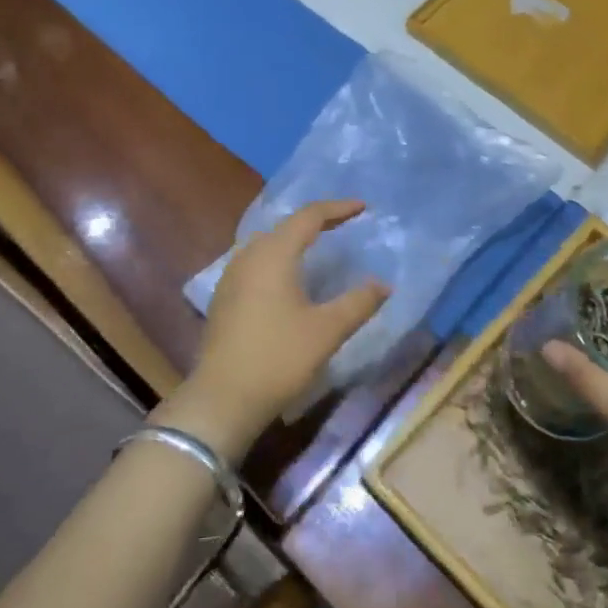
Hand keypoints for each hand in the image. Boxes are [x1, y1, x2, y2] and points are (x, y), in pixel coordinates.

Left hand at [157, 200, 388, 462]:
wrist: (222, 399)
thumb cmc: (278, 358)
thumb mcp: (327, 330)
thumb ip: (359, 302)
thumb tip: (384, 284)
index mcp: (273, 254)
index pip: (308, 217)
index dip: (337, 208)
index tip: (363, 208)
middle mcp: (248, 256)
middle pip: (284, 226)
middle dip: (316, 221)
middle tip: (343, 224)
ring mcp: (231, 277)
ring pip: (266, 244)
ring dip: (293, 240)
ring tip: (318, 245)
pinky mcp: (224, 298)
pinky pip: (255, 263)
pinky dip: (278, 258)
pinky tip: (288, 278)